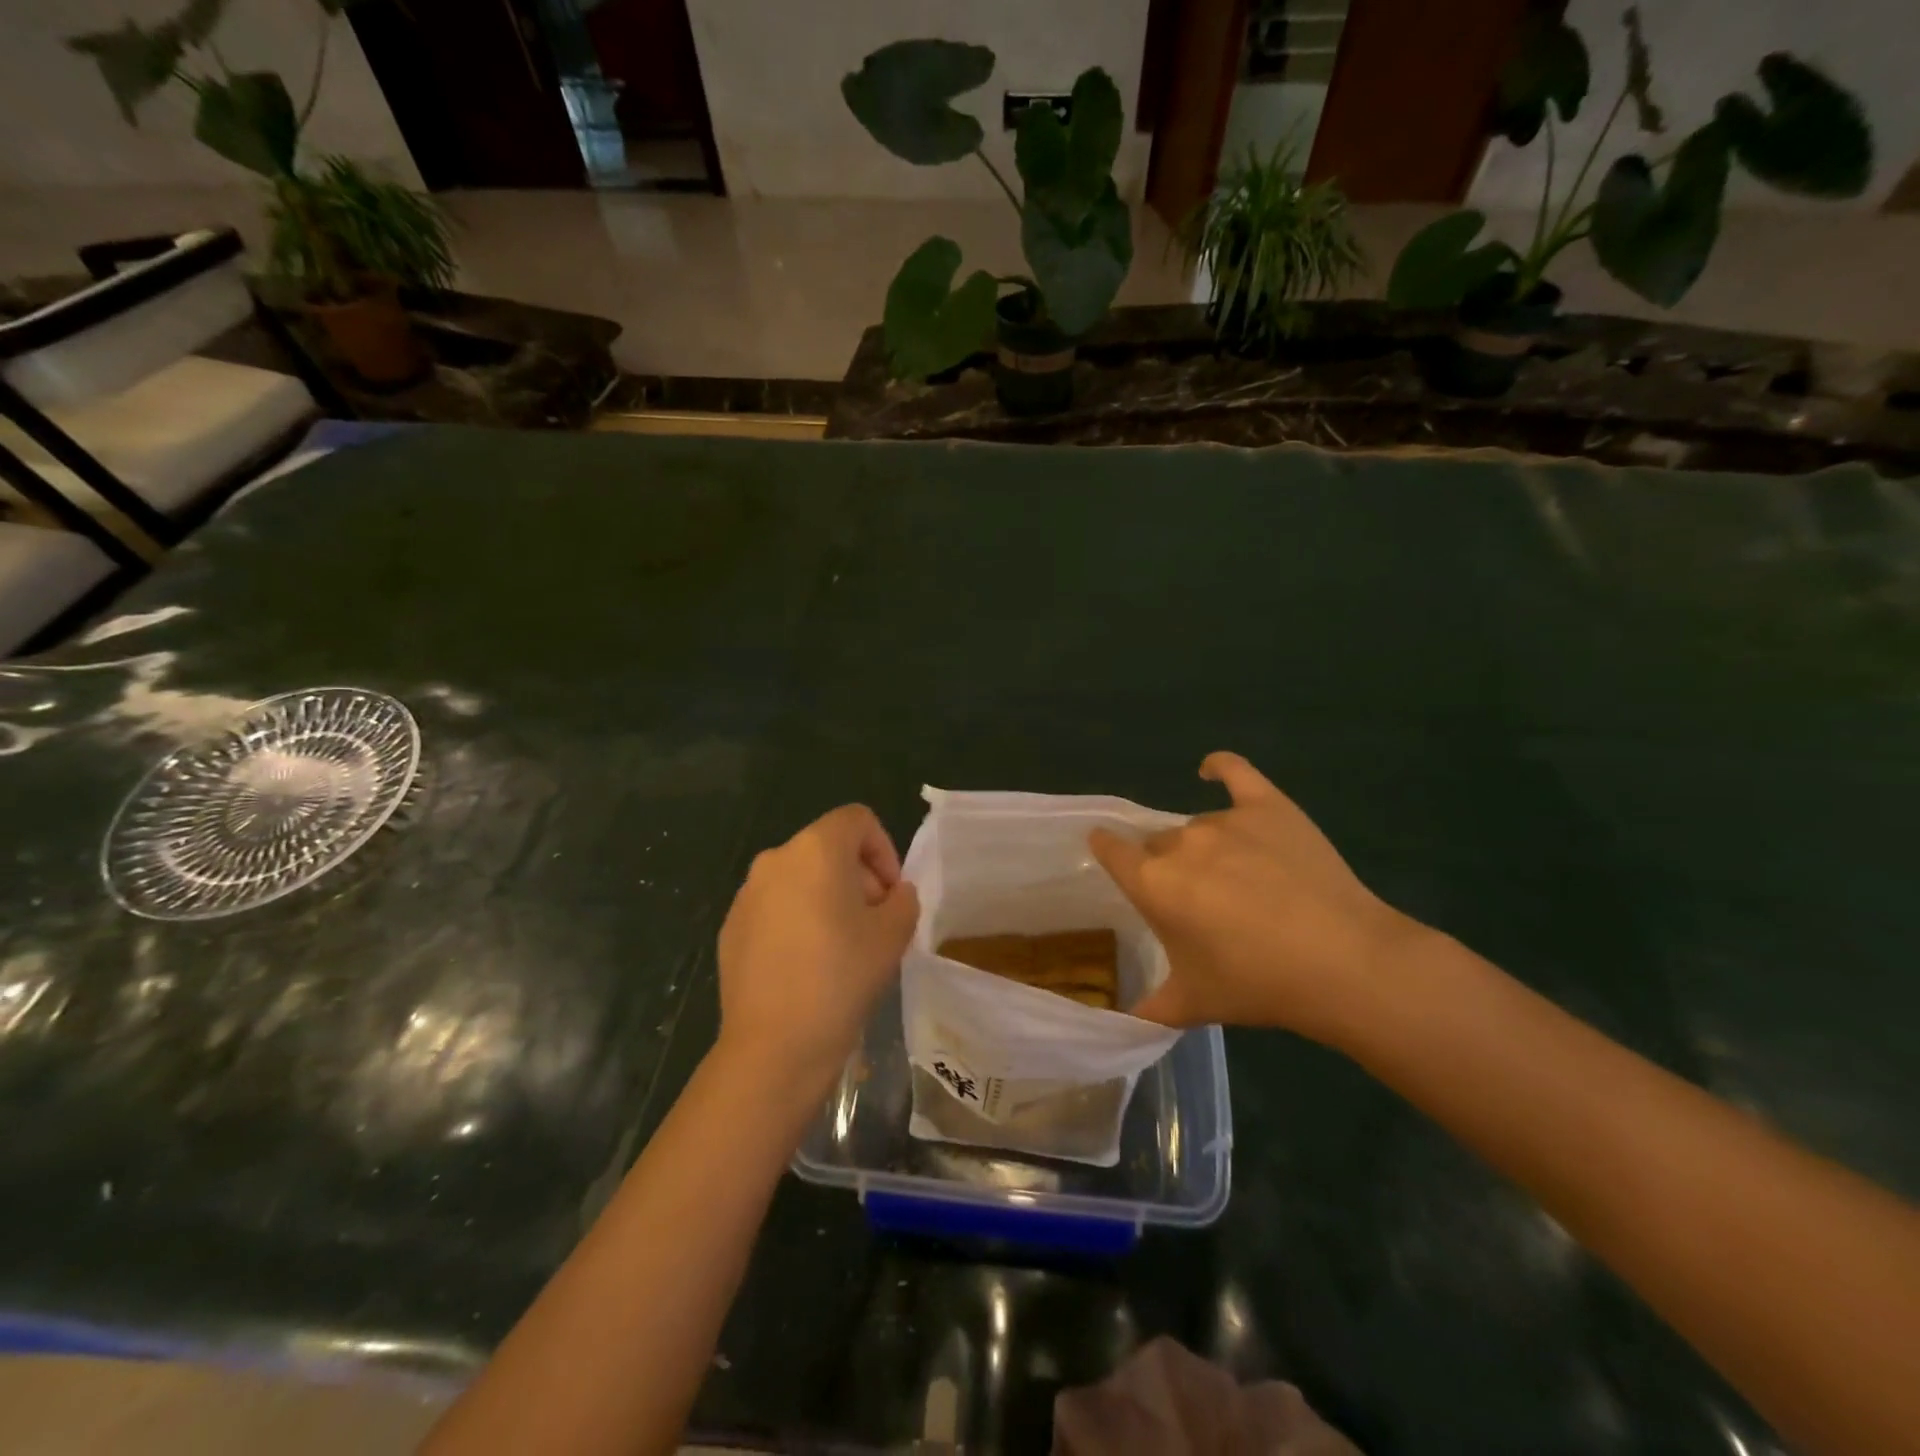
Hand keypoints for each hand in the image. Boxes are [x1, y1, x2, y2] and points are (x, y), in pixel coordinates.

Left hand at [716, 804, 919, 1091]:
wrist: (774, 1046)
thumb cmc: (841, 978)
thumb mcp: (894, 934)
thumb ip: (904, 900)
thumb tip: (893, 895)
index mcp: (816, 850)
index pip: (857, 820)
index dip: (884, 849)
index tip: (892, 894)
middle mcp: (775, 859)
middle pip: (827, 848)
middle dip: (858, 876)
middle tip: (875, 922)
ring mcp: (747, 895)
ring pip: (800, 879)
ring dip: (828, 898)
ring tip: (843, 946)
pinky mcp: (731, 928)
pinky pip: (775, 908)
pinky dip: (797, 921)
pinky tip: (807, 966)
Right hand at [1089, 753, 1428, 1045]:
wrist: (1343, 963)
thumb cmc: (1258, 984)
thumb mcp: (1193, 1004)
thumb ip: (1147, 1010)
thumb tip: (1119, 1025)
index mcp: (1153, 883)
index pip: (1110, 850)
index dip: (1106, 850)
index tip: (1110, 857)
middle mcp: (1181, 843)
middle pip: (1158, 843)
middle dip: (1166, 866)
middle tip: (1196, 901)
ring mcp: (1226, 819)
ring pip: (1197, 825)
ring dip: (1203, 847)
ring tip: (1235, 880)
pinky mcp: (1268, 806)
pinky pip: (1236, 773)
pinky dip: (1220, 768)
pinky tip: (1210, 770)